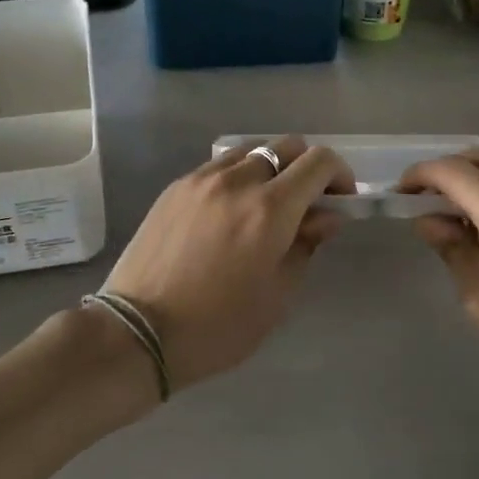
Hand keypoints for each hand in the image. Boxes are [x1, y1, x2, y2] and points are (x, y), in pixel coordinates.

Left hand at [103, 137, 354, 390]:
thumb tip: (326, 216)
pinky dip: (237, 177)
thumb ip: (306, 245)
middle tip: (307, 204)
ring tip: (265, 206)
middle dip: (307, 168)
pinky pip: (218, 166)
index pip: (318, 162)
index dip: (339, 175)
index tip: (340, 200)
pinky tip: (230, 211)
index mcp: (270, 209)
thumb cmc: (218, 326)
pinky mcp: (175, 187)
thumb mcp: (277, 295)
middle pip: (286, 146)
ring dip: (270, 169)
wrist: (138, 332)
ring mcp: (201, 179)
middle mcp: (238, 181)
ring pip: (251, 151)